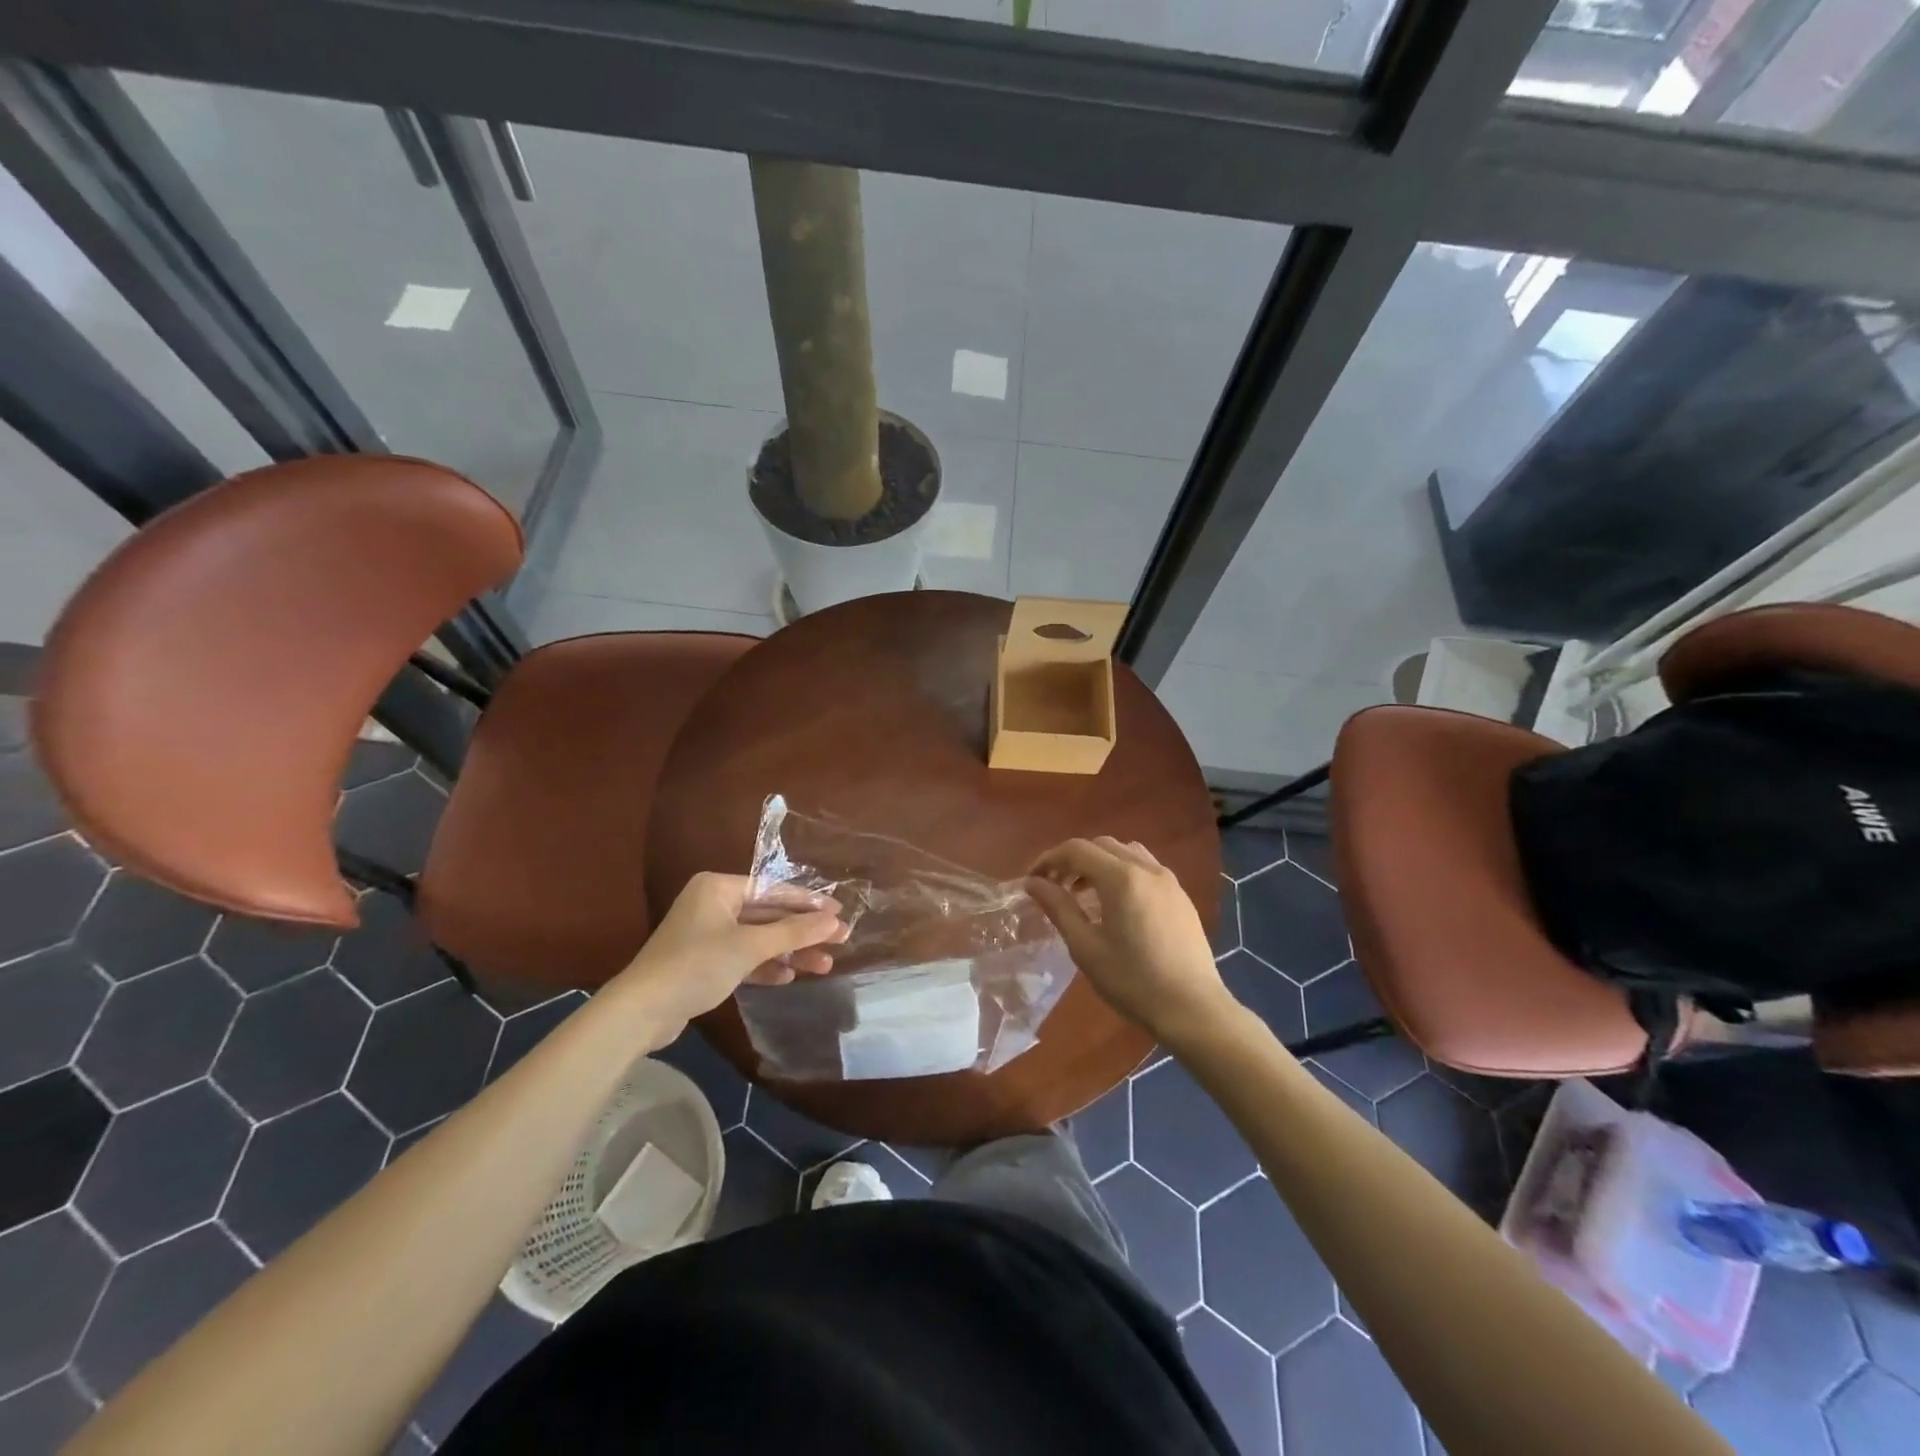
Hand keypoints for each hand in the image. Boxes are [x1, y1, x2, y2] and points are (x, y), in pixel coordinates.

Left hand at [610, 872, 847, 1045]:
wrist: (641, 1012)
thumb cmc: (697, 965)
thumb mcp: (749, 946)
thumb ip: (794, 931)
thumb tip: (835, 920)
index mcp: (719, 888)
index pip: (774, 890)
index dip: (809, 903)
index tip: (839, 912)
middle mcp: (714, 905)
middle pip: (769, 914)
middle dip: (802, 932)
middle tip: (839, 941)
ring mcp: (708, 934)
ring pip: (759, 939)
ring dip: (789, 952)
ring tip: (823, 966)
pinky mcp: (705, 963)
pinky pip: (744, 957)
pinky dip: (766, 966)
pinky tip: (789, 976)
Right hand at [1027, 837, 1234, 1047]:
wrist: (1193, 1009)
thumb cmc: (1133, 981)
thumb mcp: (1086, 947)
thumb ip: (1058, 908)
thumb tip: (1033, 883)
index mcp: (1121, 878)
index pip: (1076, 850)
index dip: (1049, 860)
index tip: (1032, 881)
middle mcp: (1147, 868)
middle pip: (1100, 845)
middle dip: (1072, 859)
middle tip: (1054, 886)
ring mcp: (1168, 879)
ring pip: (1125, 852)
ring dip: (1098, 862)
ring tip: (1083, 892)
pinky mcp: (1180, 895)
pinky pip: (1144, 867)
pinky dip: (1122, 871)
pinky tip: (1115, 903)